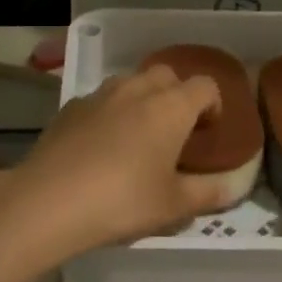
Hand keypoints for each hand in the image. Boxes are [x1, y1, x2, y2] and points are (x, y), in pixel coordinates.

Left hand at [0, 65, 236, 255]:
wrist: (48, 201)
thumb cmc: (122, 201)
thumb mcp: (173, 206)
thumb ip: (208, 193)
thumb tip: (233, 187)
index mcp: (171, 107)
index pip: (205, 86)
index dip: (213, 105)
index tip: (208, 132)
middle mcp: (137, 89)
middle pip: (167, 76)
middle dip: (176, 96)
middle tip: (175, 133)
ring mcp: (99, 95)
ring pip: (131, 83)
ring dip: (142, 100)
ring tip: (138, 138)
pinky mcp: (70, 107)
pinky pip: (101, 100)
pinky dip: (110, 113)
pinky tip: (101, 147)